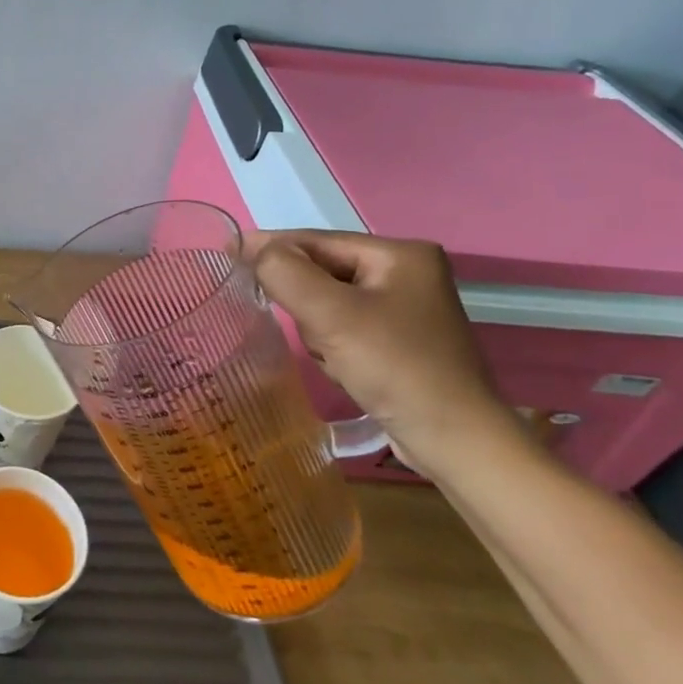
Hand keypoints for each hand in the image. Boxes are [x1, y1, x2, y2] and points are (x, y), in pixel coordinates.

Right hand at [245, 230, 521, 479]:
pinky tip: (345, 368)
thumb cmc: (396, 367)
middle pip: (322, 271)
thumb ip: (284, 272)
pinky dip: (334, 344)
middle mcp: (407, 273)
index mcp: (400, 254)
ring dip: (318, 328)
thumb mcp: (330, 314)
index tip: (226, 253)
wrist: (456, 443)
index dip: (270, 247)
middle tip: (309, 330)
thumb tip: (253, 249)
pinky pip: (344, 326)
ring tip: (333, 357)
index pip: (316, 240)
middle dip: (306, 302)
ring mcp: (406, 308)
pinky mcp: (400, 340)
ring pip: (328, 301)